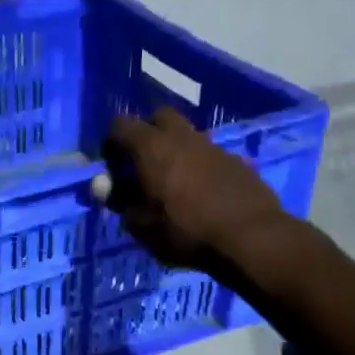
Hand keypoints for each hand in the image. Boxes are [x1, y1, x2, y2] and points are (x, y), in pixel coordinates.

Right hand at [100, 107, 288, 270]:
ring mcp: (213, 147)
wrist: (252, 238)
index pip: (120, 124)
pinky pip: (210, 155)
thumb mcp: (141, 225)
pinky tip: (202, 192)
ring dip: (176, 149)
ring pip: (187, 135)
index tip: (111, 164)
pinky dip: (200, 166)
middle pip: (160, 116)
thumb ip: (119, 200)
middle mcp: (182, 137)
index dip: (111, 141)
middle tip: (142, 161)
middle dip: (147, 131)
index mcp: (151, 147)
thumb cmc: (185, 231)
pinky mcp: (238, 162)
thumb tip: (103, 186)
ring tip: (172, 180)